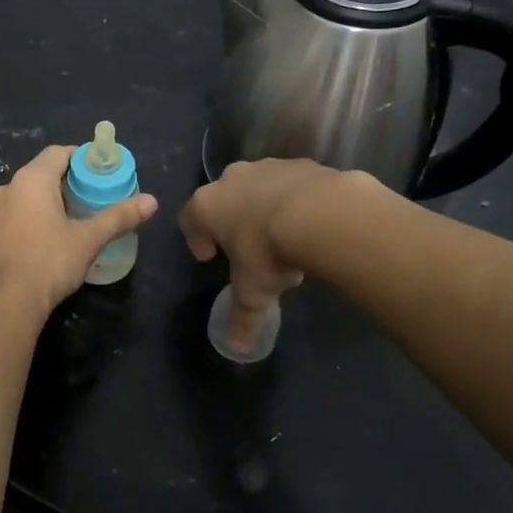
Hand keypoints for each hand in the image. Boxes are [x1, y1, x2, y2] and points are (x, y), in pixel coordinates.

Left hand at [0, 145, 158, 325]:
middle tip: (87, 200)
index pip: (58, 153)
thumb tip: (152, 201)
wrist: (3, 304)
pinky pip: (7, 218)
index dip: (80, 159)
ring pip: (20, 197)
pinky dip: (23, 222)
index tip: (97, 173)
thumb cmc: (49, 263)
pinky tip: (37, 243)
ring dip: (41, 204)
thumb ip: (119, 217)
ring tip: (64, 223)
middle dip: (63, 183)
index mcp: (31, 180)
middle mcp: (5, 188)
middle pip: (39, 174)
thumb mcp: (89, 240)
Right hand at [179, 159, 354, 350]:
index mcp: (207, 205)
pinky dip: (297, 201)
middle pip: (223, 199)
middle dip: (233, 222)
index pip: (189, 218)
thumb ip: (242, 318)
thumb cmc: (269, 251)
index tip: (210, 257)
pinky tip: (312, 224)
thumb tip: (236, 349)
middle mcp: (232, 178)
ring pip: (258, 189)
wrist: (323, 214)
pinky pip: (293, 184)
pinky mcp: (302, 164)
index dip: (196, 239)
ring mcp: (268, 166)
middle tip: (248, 249)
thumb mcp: (253, 292)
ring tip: (285, 239)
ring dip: (265, 210)